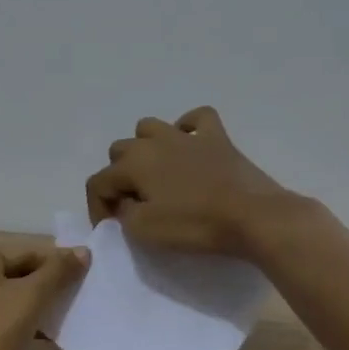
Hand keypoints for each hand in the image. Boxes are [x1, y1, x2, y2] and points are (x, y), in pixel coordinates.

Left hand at [0, 244, 88, 349]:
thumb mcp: (31, 298)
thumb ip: (58, 271)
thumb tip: (84, 250)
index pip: (25, 253)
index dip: (56, 264)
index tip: (84, 276)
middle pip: (16, 271)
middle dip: (46, 285)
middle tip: (77, 295)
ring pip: (9, 294)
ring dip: (36, 303)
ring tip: (66, 313)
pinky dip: (21, 318)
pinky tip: (46, 332)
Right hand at [85, 106, 291, 256]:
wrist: (252, 217)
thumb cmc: (195, 224)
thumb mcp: (146, 231)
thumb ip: (124, 215)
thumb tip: (124, 205)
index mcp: (133, 164)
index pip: (98, 182)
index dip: (97, 207)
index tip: (109, 228)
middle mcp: (154, 142)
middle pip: (119, 151)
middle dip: (119, 176)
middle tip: (133, 203)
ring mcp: (186, 136)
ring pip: (150, 127)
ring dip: (145, 147)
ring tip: (156, 174)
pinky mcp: (217, 138)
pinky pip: (197, 119)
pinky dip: (188, 127)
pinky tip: (189, 144)